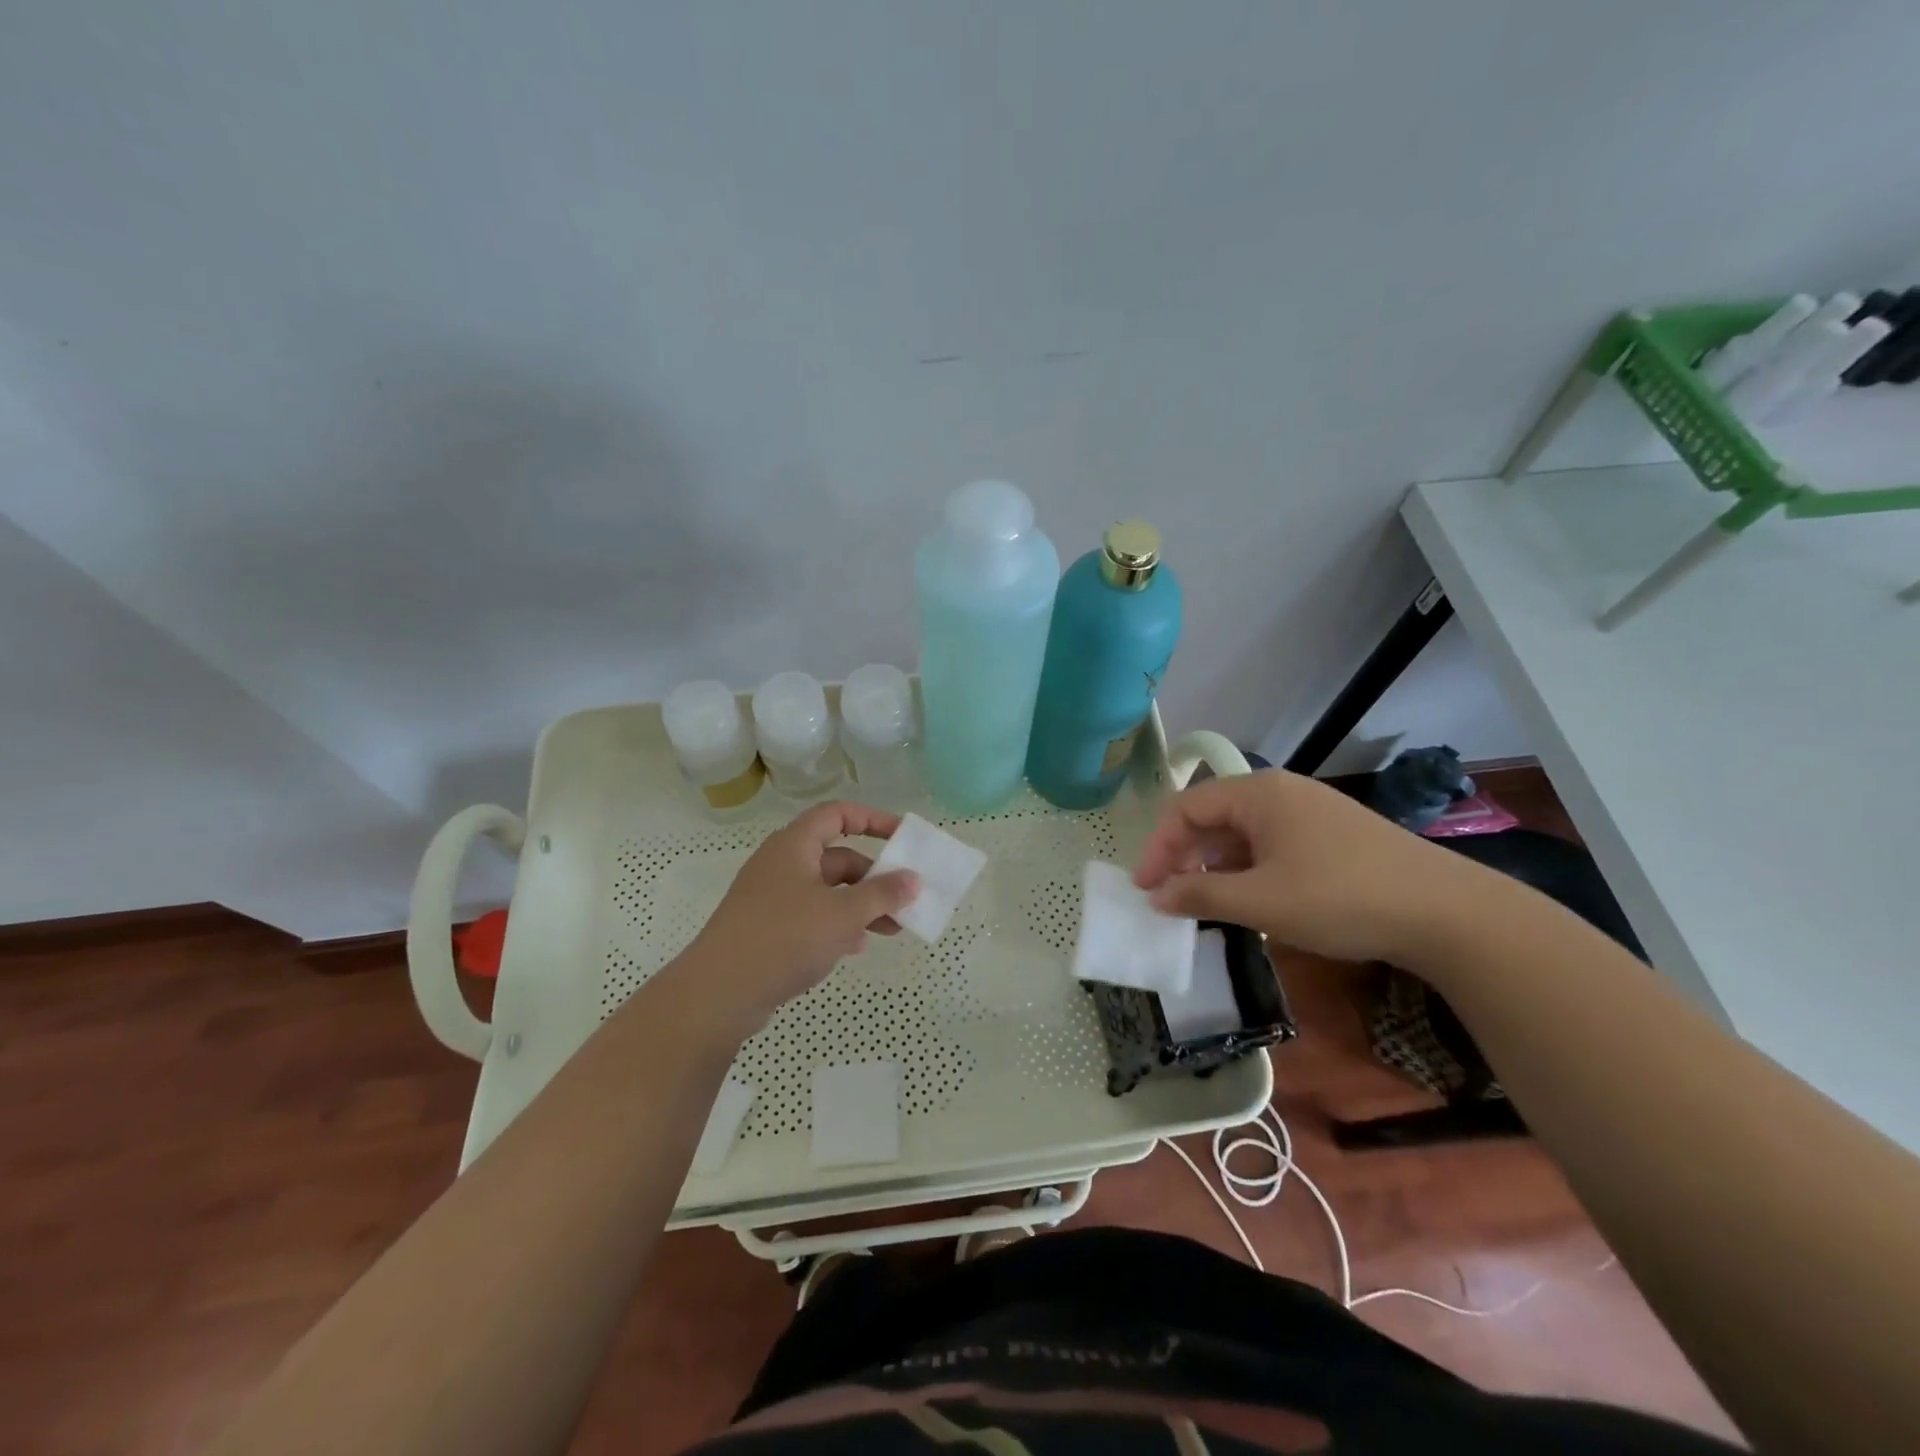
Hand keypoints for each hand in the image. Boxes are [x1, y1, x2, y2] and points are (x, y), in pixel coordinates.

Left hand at [681, 801, 918, 1035]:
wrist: (718, 994)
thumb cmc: (784, 938)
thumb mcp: (842, 915)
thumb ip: (882, 894)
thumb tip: (913, 880)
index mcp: (794, 845)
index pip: (837, 814)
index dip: (872, 819)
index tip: (903, 837)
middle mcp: (782, 864)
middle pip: (837, 857)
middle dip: (874, 877)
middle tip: (905, 899)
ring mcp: (772, 897)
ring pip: (827, 890)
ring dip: (861, 905)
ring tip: (891, 930)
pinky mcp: (767, 928)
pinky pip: (812, 915)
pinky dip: (837, 925)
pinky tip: (854, 948)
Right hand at [1133, 769, 1480, 966]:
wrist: (1447, 913)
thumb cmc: (1340, 898)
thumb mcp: (1261, 901)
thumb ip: (1199, 895)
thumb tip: (1155, 896)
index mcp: (1258, 793)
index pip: (1186, 807)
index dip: (1158, 847)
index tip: (1144, 888)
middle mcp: (1281, 792)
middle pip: (1213, 816)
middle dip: (1185, 856)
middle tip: (1170, 897)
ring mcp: (1310, 811)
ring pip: (1243, 833)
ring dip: (1216, 866)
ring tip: (1207, 903)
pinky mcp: (1332, 834)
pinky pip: (1271, 844)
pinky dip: (1249, 869)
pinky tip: (1252, 899)